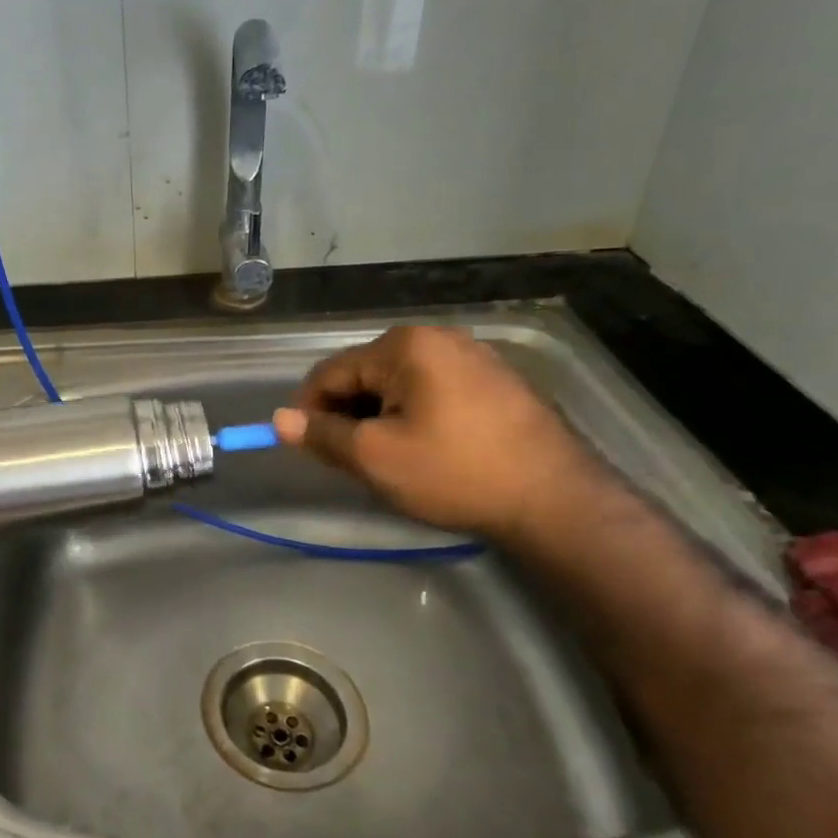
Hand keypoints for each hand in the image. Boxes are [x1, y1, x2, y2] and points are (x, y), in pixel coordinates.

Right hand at [272, 325, 593, 539]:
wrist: (557, 500)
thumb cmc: (455, 472)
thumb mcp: (375, 458)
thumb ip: (322, 435)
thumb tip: (280, 420)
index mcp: (404, 346)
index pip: (331, 372)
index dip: (309, 410)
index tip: (309, 448)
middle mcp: (439, 337)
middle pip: (366, 375)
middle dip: (349, 415)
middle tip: (352, 460)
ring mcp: (474, 356)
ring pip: (400, 384)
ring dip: (381, 417)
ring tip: (389, 459)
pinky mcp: (497, 381)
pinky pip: (434, 391)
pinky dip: (415, 416)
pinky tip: (427, 450)